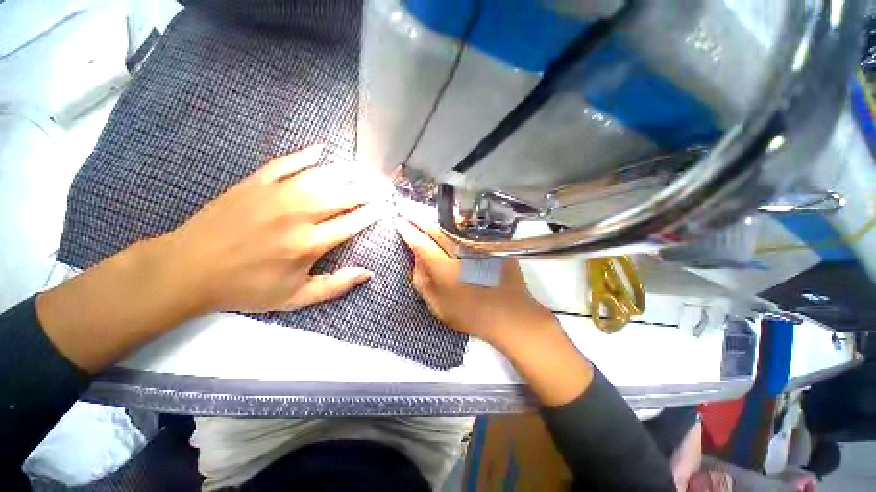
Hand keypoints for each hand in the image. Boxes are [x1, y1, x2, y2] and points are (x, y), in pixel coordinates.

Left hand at [36, 145, 385, 372]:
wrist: (189, 269)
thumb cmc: (247, 287)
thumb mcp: (295, 298)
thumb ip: (335, 286)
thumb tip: (367, 273)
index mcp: (309, 243)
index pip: (352, 223)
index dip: (372, 213)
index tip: (385, 206)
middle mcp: (298, 214)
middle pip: (343, 196)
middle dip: (367, 190)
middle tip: (382, 184)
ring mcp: (276, 194)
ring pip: (321, 176)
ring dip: (346, 172)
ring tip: (363, 170)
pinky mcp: (255, 182)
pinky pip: (286, 163)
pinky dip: (305, 156)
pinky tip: (321, 151)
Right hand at [395, 207, 593, 406]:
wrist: (512, 317)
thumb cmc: (472, 316)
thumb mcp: (438, 306)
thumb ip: (423, 281)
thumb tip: (416, 257)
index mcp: (446, 270)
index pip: (421, 243)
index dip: (408, 231)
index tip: (399, 221)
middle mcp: (462, 252)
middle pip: (436, 229)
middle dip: (419, 219)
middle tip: (407, 213)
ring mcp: (480, 246)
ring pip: (453, 225)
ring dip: (437, 219)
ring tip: (426, 218)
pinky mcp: (493, 244)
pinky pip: (470, 229)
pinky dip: (456, 224)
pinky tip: (450, 224)